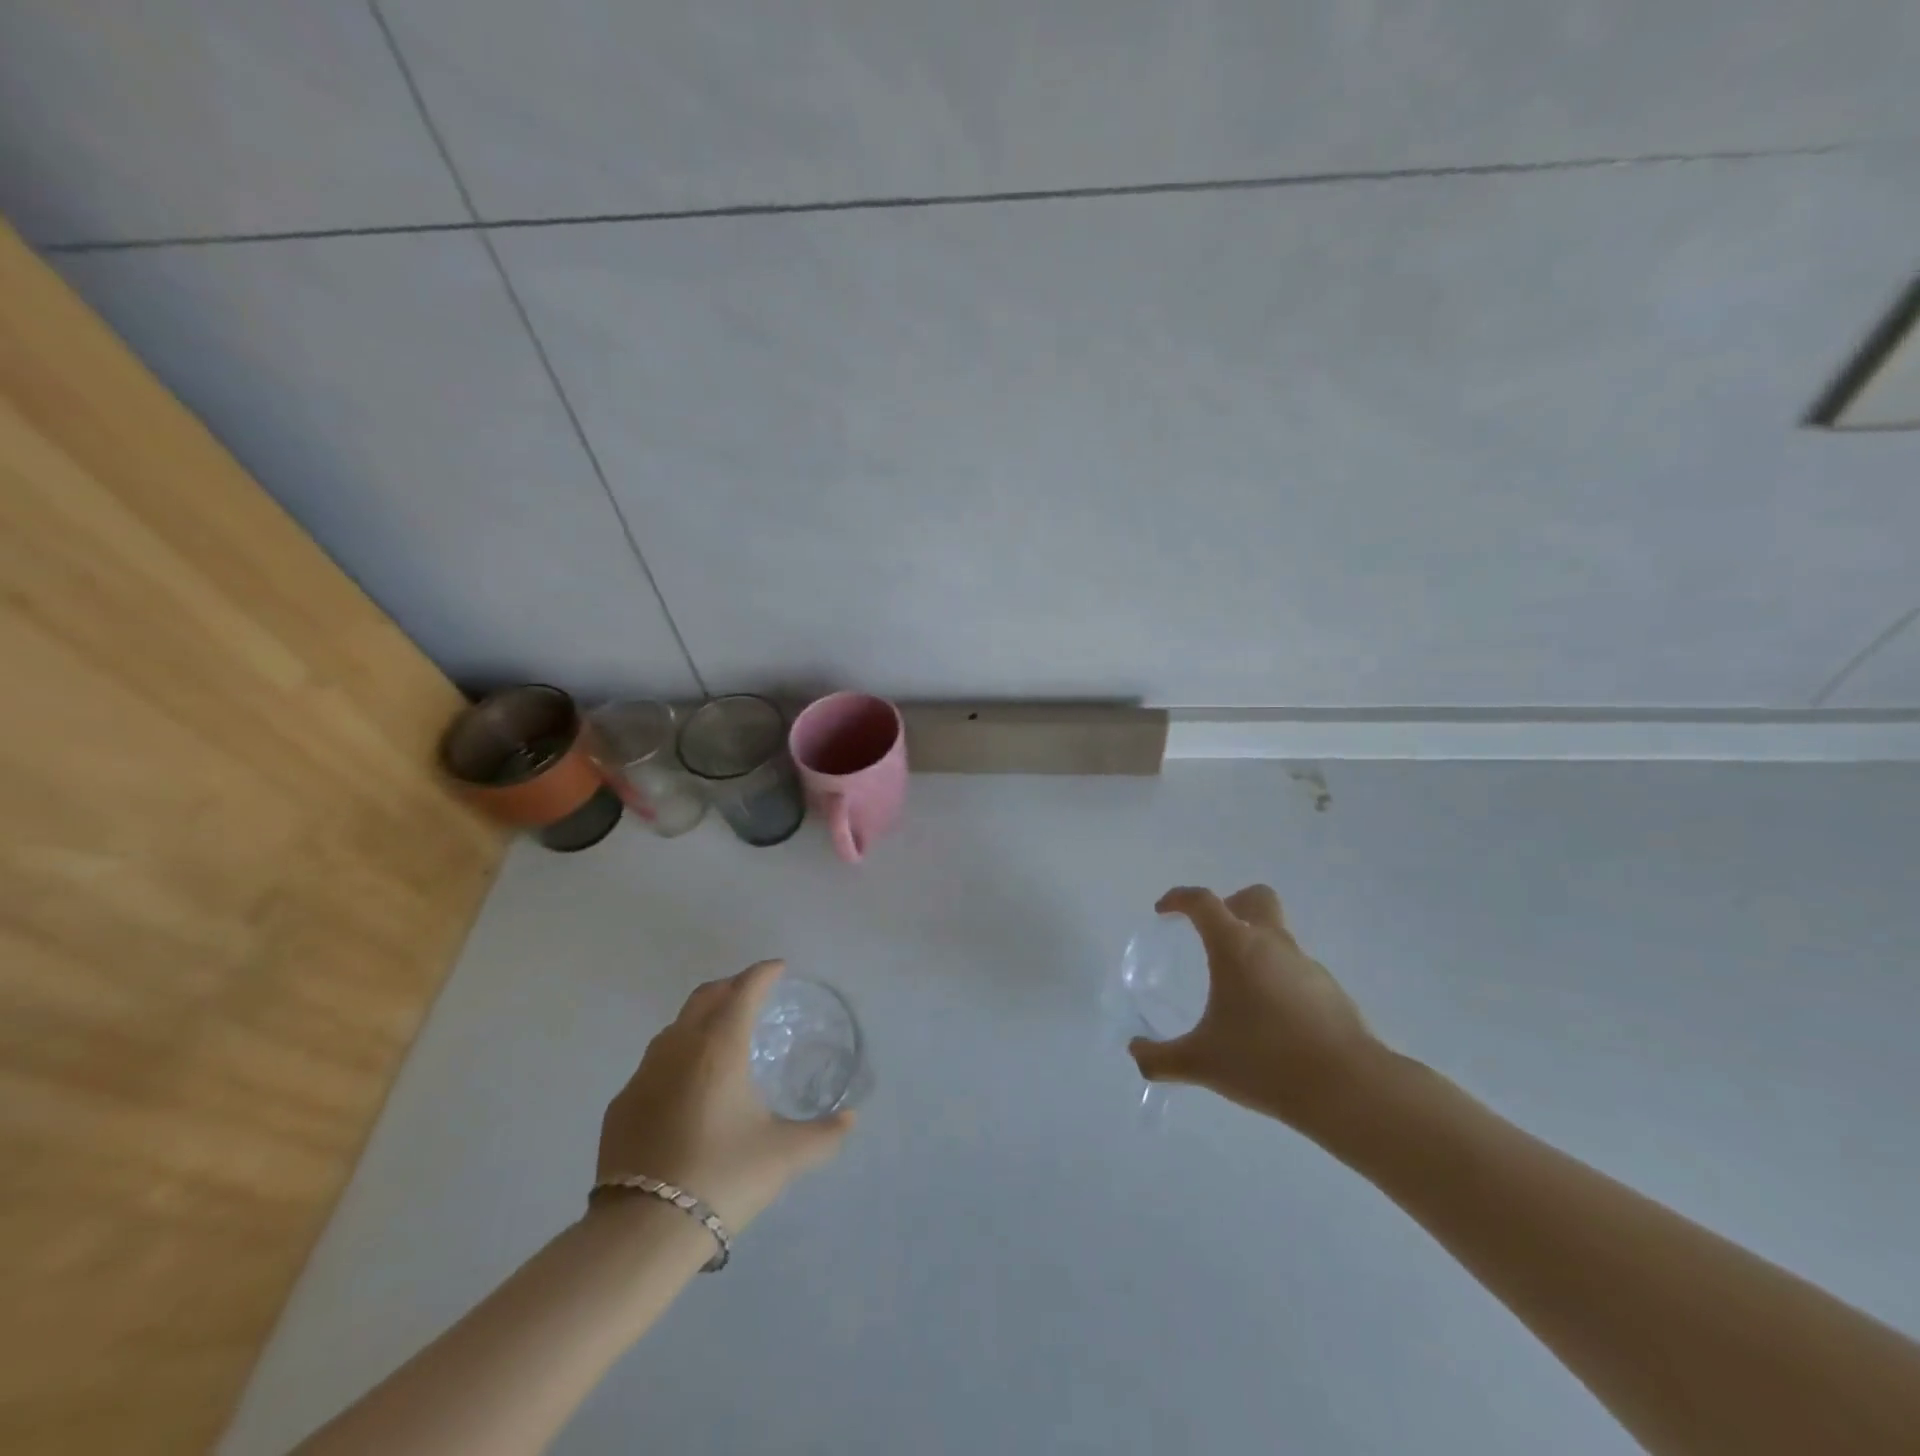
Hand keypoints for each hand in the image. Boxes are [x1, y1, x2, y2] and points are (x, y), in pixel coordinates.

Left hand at [595, 960, 853, 1232]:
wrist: (642, 1230)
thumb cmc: (723, 1177)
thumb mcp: (784, 1156)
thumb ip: (823, 1134)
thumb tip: (851, 1119)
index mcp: (720, 1047)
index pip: (744, 991)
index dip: (763, 974)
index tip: (778, 968)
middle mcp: (679, 1048)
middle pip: (705, 997)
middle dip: (731, 986)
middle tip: (752, 994)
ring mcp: (644, 1075)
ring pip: (675, 1027)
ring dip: (700, 1019)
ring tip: (720, 1036)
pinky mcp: (622, 1104)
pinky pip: (653, 1063)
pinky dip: (676, 1056)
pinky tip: (685, 1087)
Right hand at [1130, 885, 1384, 1130]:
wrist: (1348, 1089)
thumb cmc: (1264, 1061)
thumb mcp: (1201, 1063)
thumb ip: (1160, 1058)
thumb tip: (1135, 1053)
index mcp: (1235, 946)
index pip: (1202, 902)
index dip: (1179, 899)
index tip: (1164, 911)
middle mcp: (1273, 944)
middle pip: (1255, 898)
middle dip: (1231, 905)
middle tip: (1212, 935)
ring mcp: (1307, 966)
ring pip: (1278, 937)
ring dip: (1256, 950)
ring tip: (1239, 994)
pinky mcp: (1332, 992)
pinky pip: (1296, 972)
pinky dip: (1278, 982)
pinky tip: (1271, 1022)